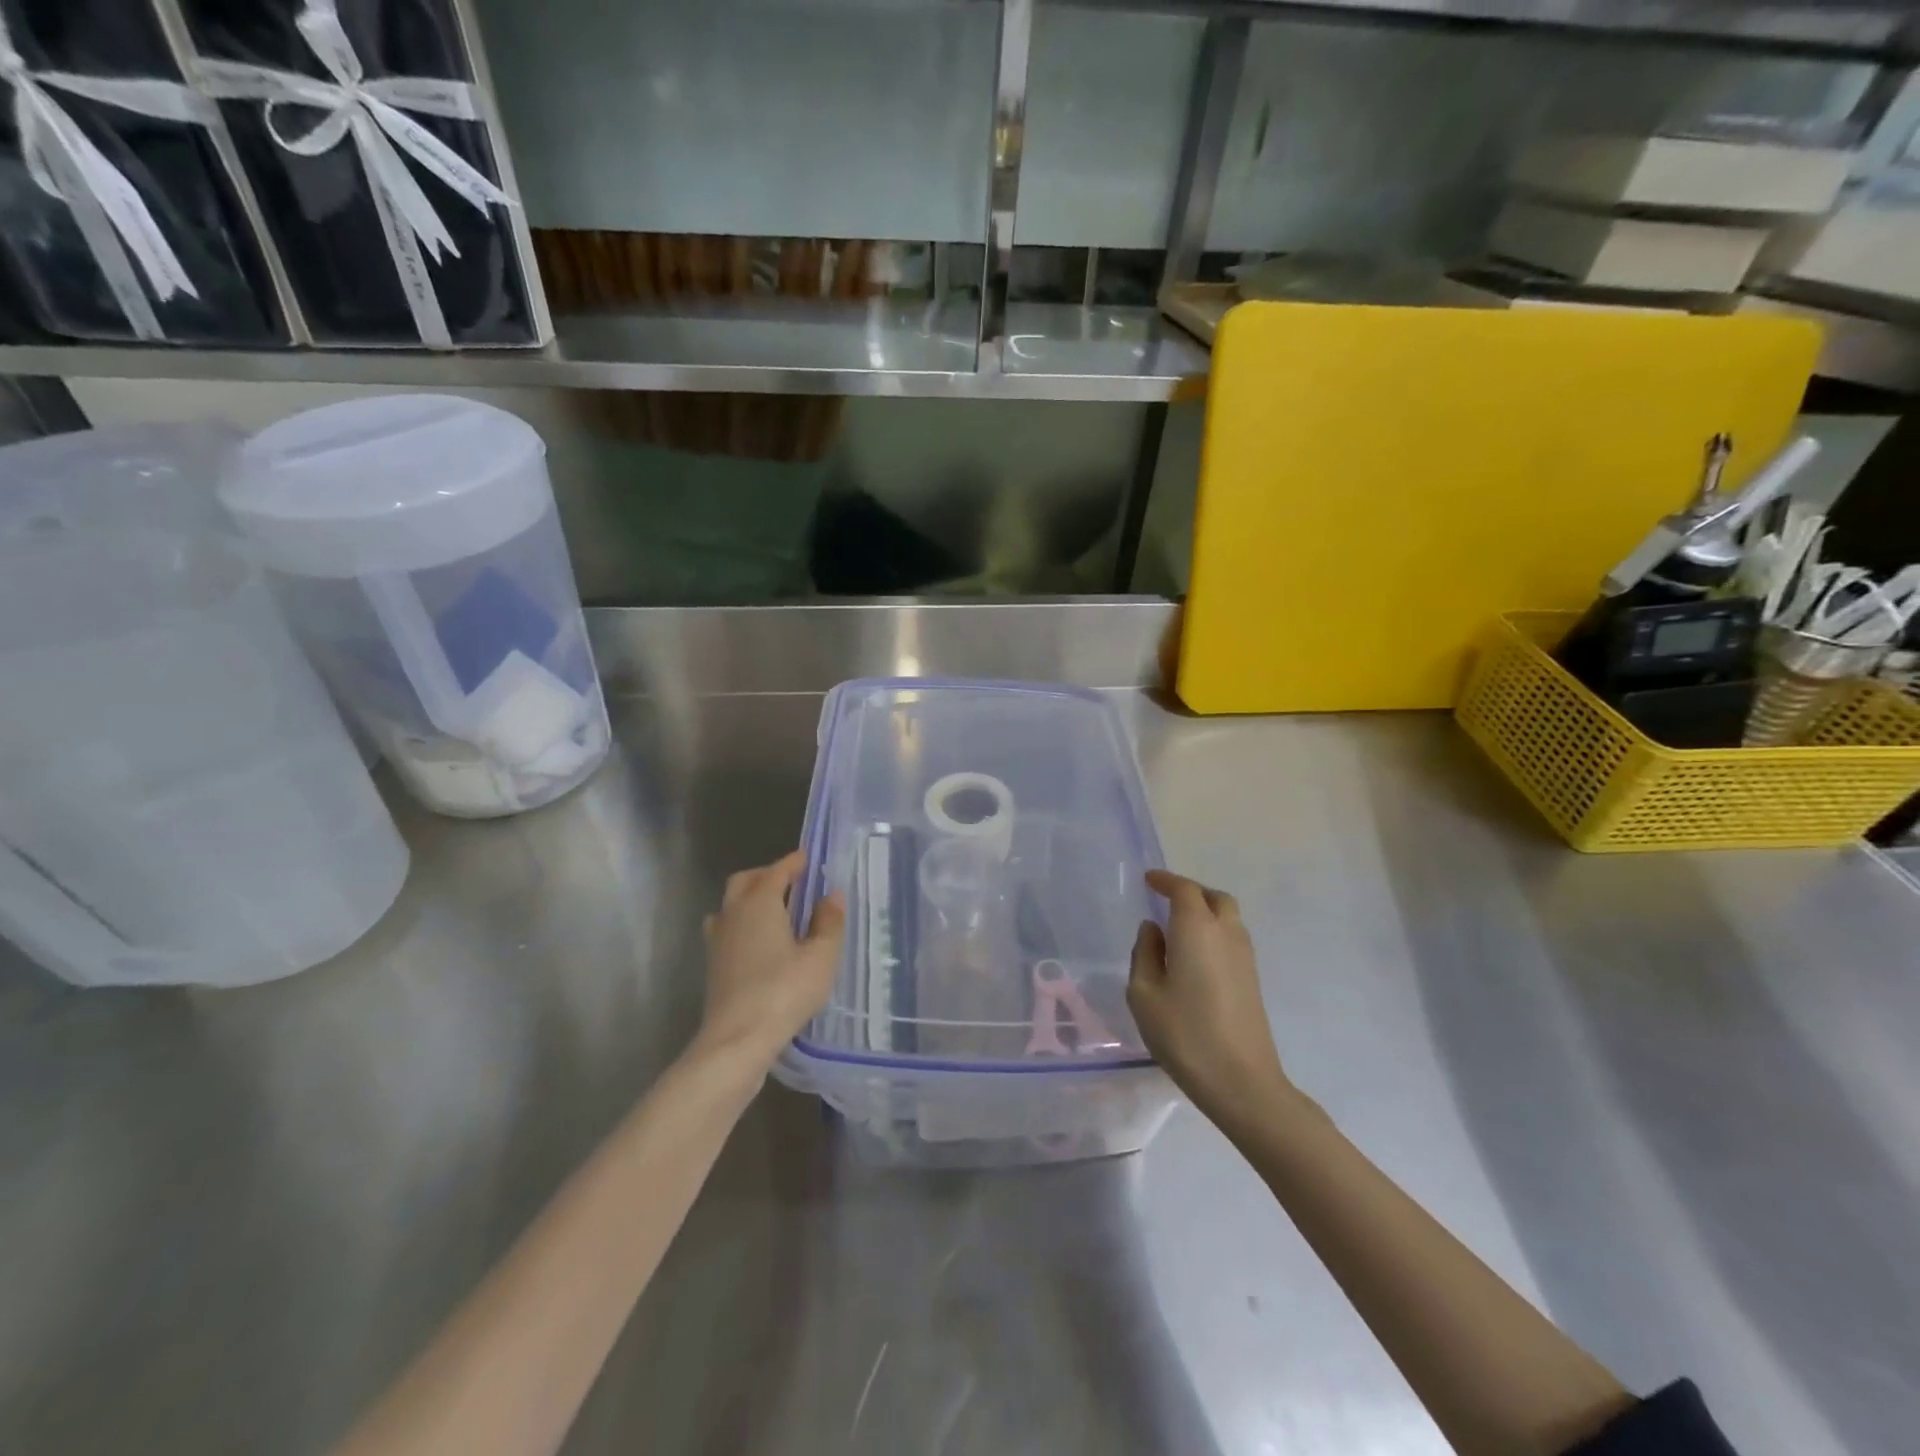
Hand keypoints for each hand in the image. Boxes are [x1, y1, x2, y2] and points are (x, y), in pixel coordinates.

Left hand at [699, 851, 844, 1063]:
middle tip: (792, 882)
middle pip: (745, 881)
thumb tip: (832, 895)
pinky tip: (759, 943)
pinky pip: (726, 929)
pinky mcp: (713, 965)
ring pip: (731, 905)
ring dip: (750, 899)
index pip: (777, 870)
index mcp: (760, 902)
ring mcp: (718, 940)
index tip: (808, 858)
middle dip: (767, 875)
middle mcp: (734, 913)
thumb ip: (829, 922)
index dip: (794, 862)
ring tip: (775, 911)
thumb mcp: (820, 957)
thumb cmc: (784, 991)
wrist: (737, 1040)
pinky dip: (742, 924)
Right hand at [1128, 870, 1291, 1122]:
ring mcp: (1245, 957)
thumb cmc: (1184, 1034)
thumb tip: (1153, 930)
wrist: (1242, 1081)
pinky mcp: (1253, 979)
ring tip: (1177, 929)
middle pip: (1214, 897)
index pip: (1184, 890)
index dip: (1165, 881)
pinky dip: (1214, 933)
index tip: (1148, 880)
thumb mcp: (1144, 994)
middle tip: (1165, 901)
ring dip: (1205, 912)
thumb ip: (1145, 954)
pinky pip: (1232, 939)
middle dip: (1190, 892)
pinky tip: (1195, 956)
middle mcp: (1226, 933)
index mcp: (1197, 929)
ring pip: (1228, 917)